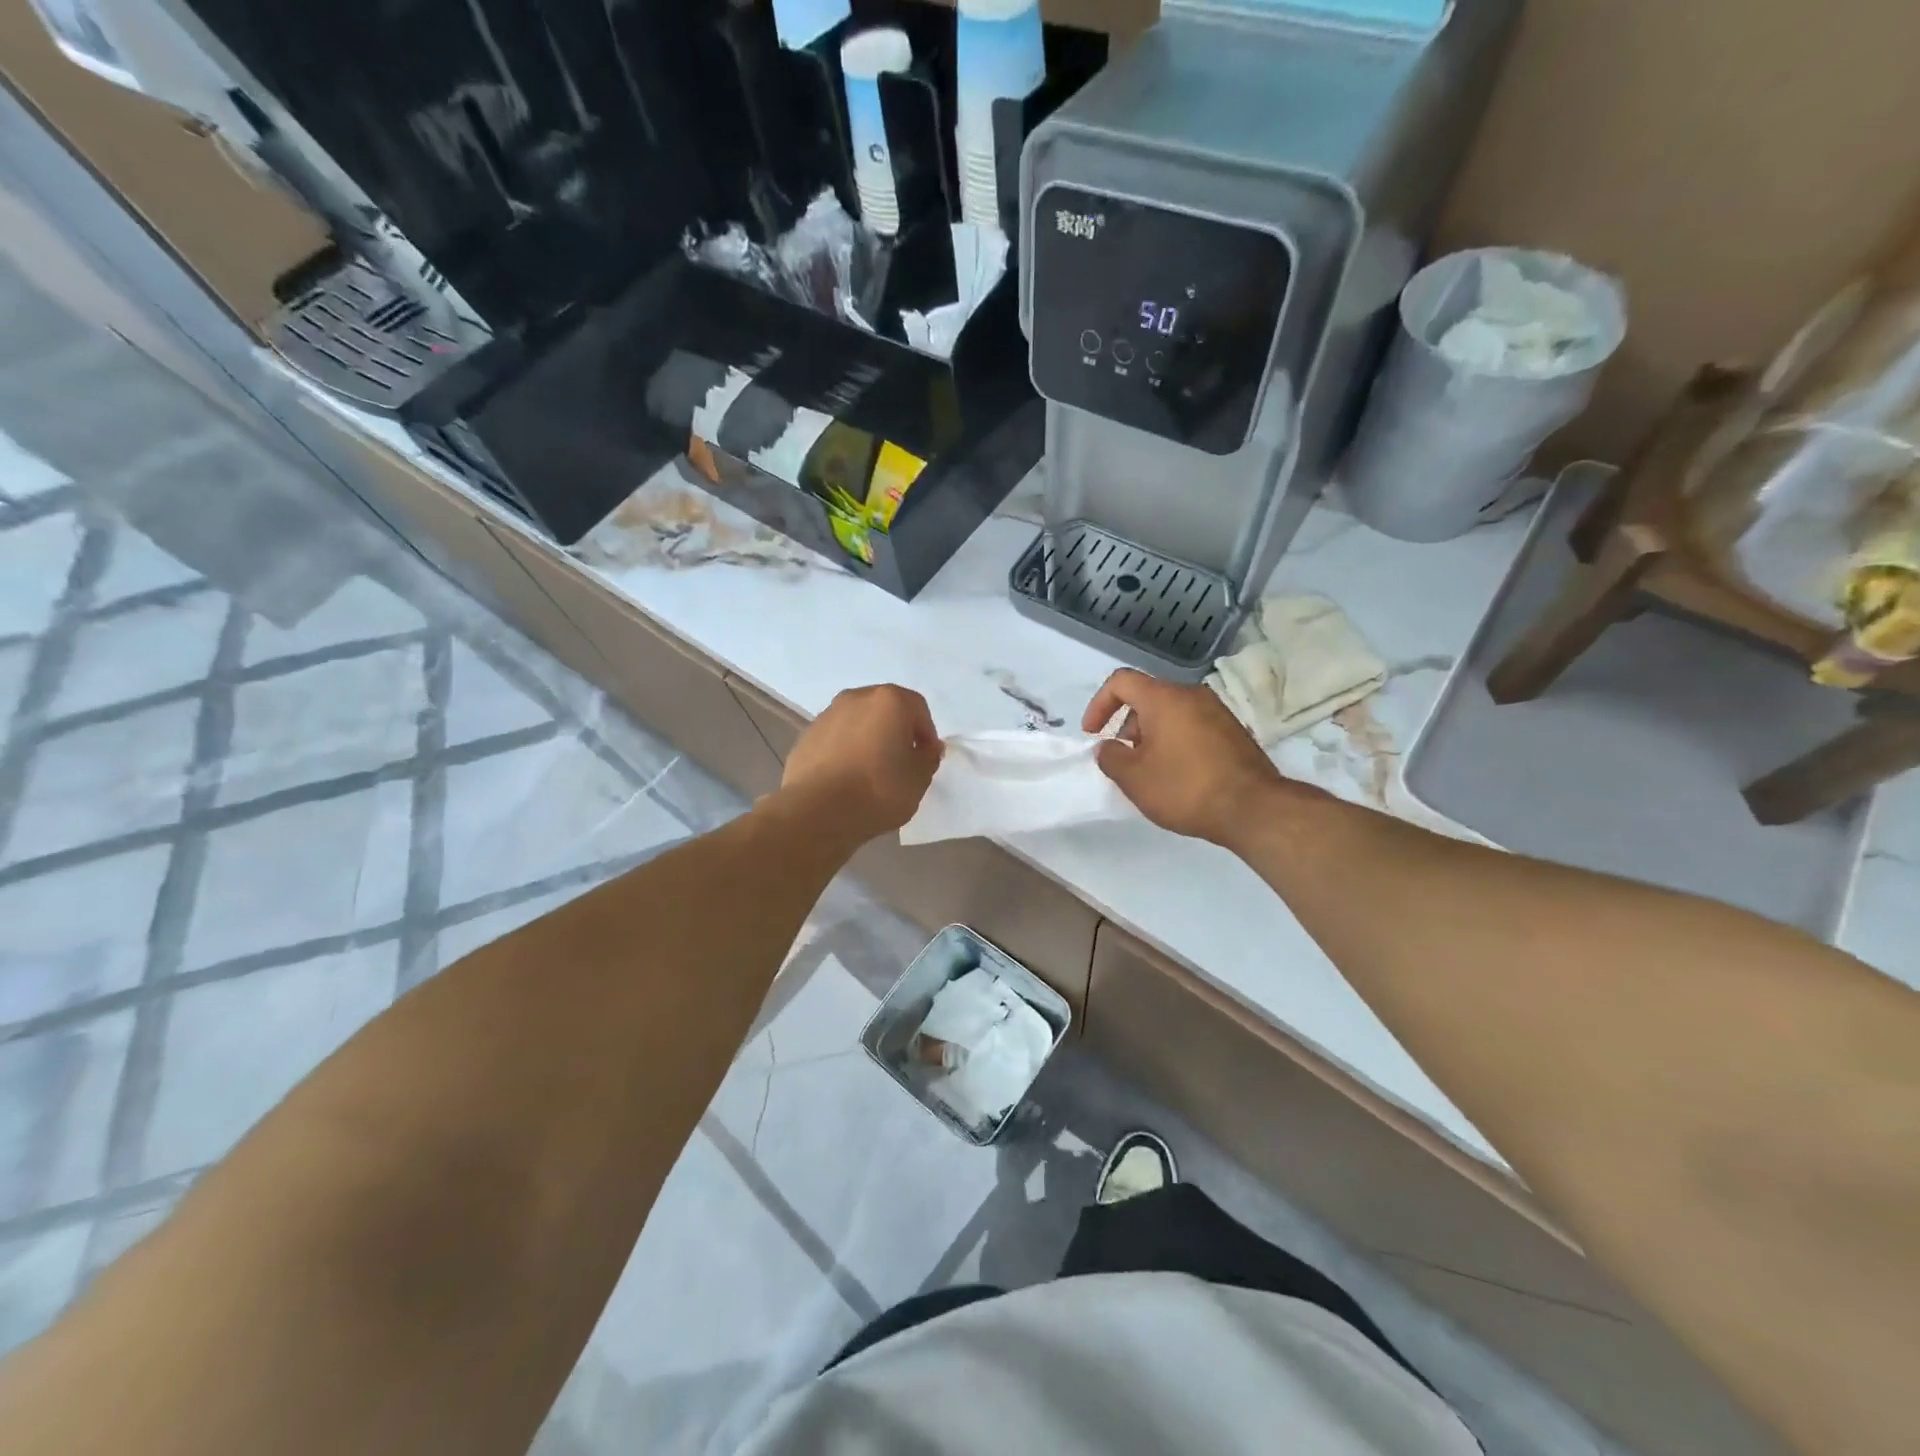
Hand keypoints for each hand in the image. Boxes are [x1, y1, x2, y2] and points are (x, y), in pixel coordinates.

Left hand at [782, 685, 942, 842]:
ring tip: (871, 772)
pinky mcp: (805, 736)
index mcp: (889, 701)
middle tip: (900, 763)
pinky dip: (845, 750)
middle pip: (885, 709)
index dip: (926, 734)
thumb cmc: (878, 790)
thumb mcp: (919, 779)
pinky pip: (836, 738)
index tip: (925, 760)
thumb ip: (928, 758)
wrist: (817, 812)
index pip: (918, 709)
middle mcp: (856, 698)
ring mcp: (827, 715)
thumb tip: (926, 748)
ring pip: (858, 722)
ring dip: (868, 739)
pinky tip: (846, 778)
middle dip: (896, 732)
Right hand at [1083, 669, 1300, 848]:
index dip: (1099, 705)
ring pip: (1172, 712)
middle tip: (1123, 757)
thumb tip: (1109, 747)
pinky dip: (1175, 741)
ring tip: (1149, 769)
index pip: (1121, 682)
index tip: (1093, 735)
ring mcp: (1217, 711)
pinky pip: (1193, 725)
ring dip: (1152, 734)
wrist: (1253, 809)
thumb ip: (1110, 757)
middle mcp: (1192, 695)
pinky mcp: (1234, 731)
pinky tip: (1177, 774)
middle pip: (1148, 696)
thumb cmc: (1185, 788)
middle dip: (1126, 723)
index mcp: (1164, 698)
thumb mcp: (1134, 778)